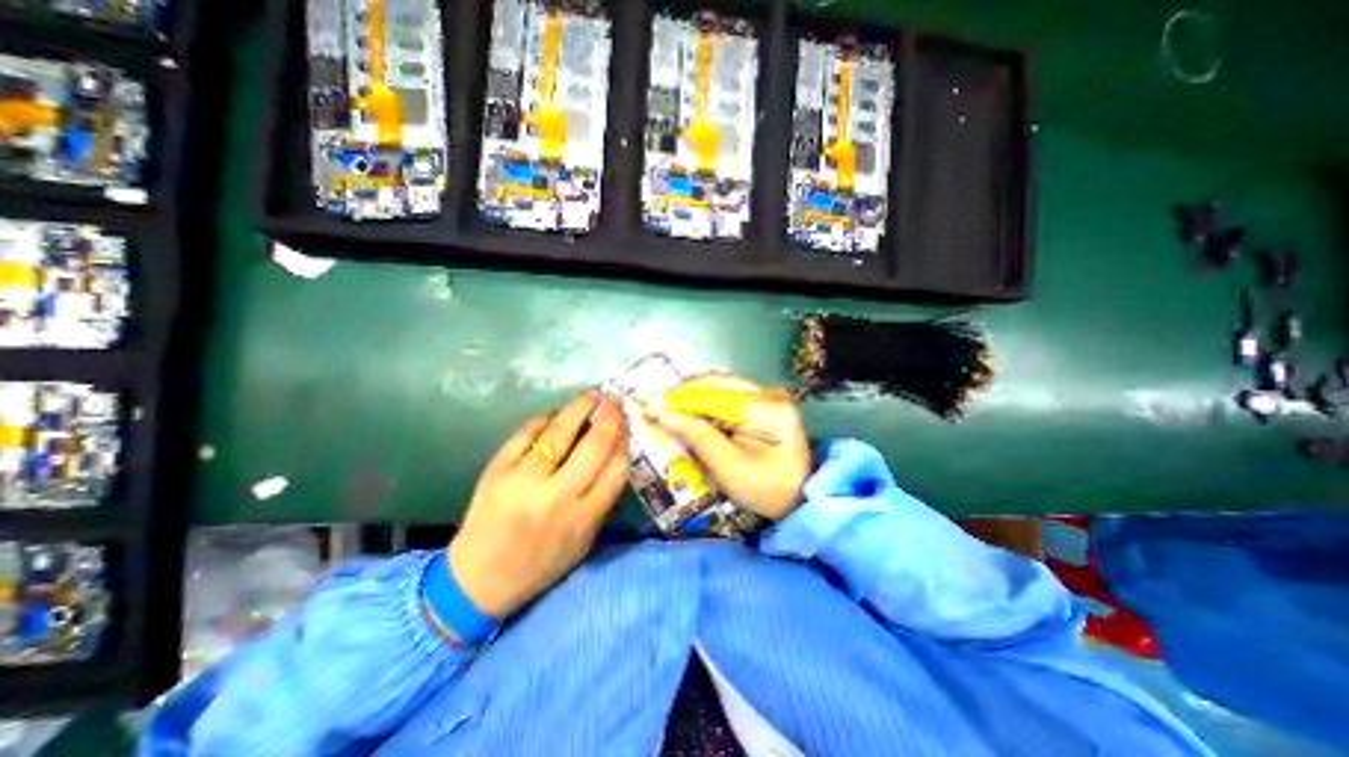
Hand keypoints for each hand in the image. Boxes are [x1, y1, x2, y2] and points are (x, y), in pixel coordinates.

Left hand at [445, 389, 625, 620]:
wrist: (478, 580)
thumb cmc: (541, 564)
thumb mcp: (583, 541)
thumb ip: (602, 500)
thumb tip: (615, 454)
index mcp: (583, 518)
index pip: (616, 469)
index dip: (625, 441)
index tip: (627, 424)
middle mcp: (557, 497)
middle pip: (594, 446)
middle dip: (609, 417)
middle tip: (615, 400)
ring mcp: (524, 481)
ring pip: (560, 433)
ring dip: (580, 408)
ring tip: (593, 395)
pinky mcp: (497, 471)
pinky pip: (526, 435)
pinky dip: (544, 419)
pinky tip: (555, 413)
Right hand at [656, 373, 803, 515]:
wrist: (799, 497)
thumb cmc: (767, 489)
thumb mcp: (731, 469)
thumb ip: (699, 438)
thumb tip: (666, 416)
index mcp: (768, 409)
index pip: (717, 396)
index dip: (683, 400)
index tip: (655, 405)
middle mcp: (770, 394)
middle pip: (719, 386)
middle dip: (688, 396)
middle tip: (661, 407)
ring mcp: (770, 396)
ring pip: (723, 388)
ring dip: (696, 399)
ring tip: (672, 410)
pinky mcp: (766, 403)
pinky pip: (730, 396)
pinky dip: (709, 404)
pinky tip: (693, 413)